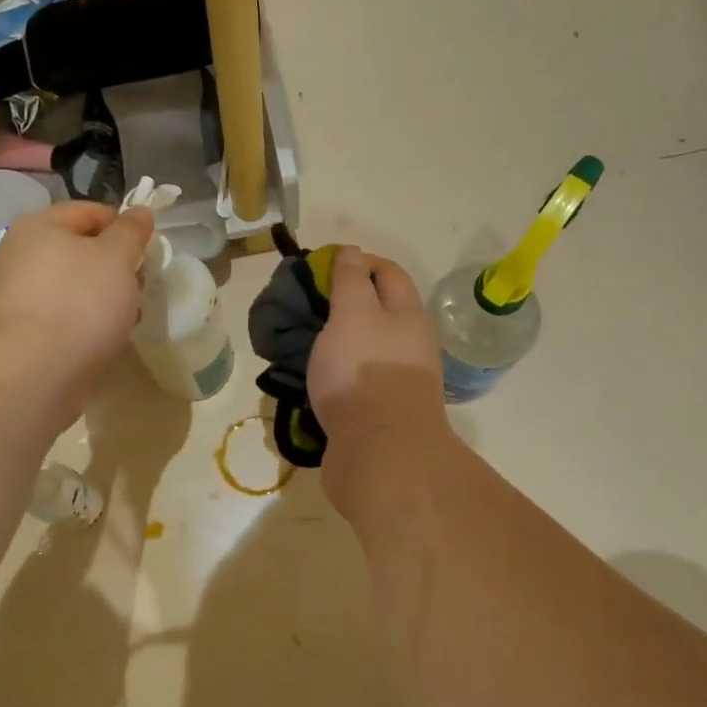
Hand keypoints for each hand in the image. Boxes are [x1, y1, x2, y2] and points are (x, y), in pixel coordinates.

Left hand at [0, 203, 153, 415]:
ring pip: (72, 284)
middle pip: (80, 249)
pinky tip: (99, 339)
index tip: (147, 255)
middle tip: (138, 290)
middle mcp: (19, 252)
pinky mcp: (18, 328)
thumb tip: (139, 212)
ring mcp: (15, 292)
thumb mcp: (117, 257)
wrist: (33, 372)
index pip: (91, 212)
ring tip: (123, 320)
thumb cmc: (80, 303)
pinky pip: (60, 313)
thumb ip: (131, 231)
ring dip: (102, 296)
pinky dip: (82, 320)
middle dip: (115, 267)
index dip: (125, 228)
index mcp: (39, 225)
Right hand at [308, 248, 447, 508]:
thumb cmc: (365, 373)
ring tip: (298, 343)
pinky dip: (333, 376)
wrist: (382, 454)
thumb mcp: (353, 313)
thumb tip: (352, 252)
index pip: (387, 272)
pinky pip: (353, 383)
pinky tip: (308, 380)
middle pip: (377, 312)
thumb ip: (351, 281)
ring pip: (363, 350)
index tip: (319, 268)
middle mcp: (408, 345)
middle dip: (341, 304)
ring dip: (334, 343)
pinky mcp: (379, 414)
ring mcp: (395, 382)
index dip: (357, 262)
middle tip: (302, 307)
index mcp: (407, 315)